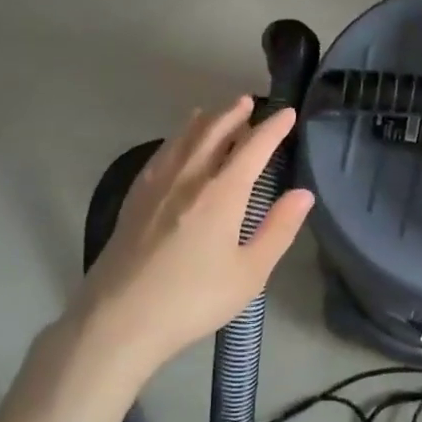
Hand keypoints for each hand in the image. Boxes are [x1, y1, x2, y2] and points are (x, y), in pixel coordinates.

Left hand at [62, 97, 313, 388]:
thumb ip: (278, 229)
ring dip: (204, 120)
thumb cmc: (193, 300)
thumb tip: (303, 193)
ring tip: (214, 111)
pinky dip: (176, 139)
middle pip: (213, 132)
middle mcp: (189, 178)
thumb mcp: (249, 273)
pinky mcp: (135, 200)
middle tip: (248, 101)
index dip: (273, 128)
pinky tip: (175, 145)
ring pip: (183, 139)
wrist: (119, 320)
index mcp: (221, 193)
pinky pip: (160, 154)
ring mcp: (156, 186)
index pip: (253, 147)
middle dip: (234, 114)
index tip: (288, 113)